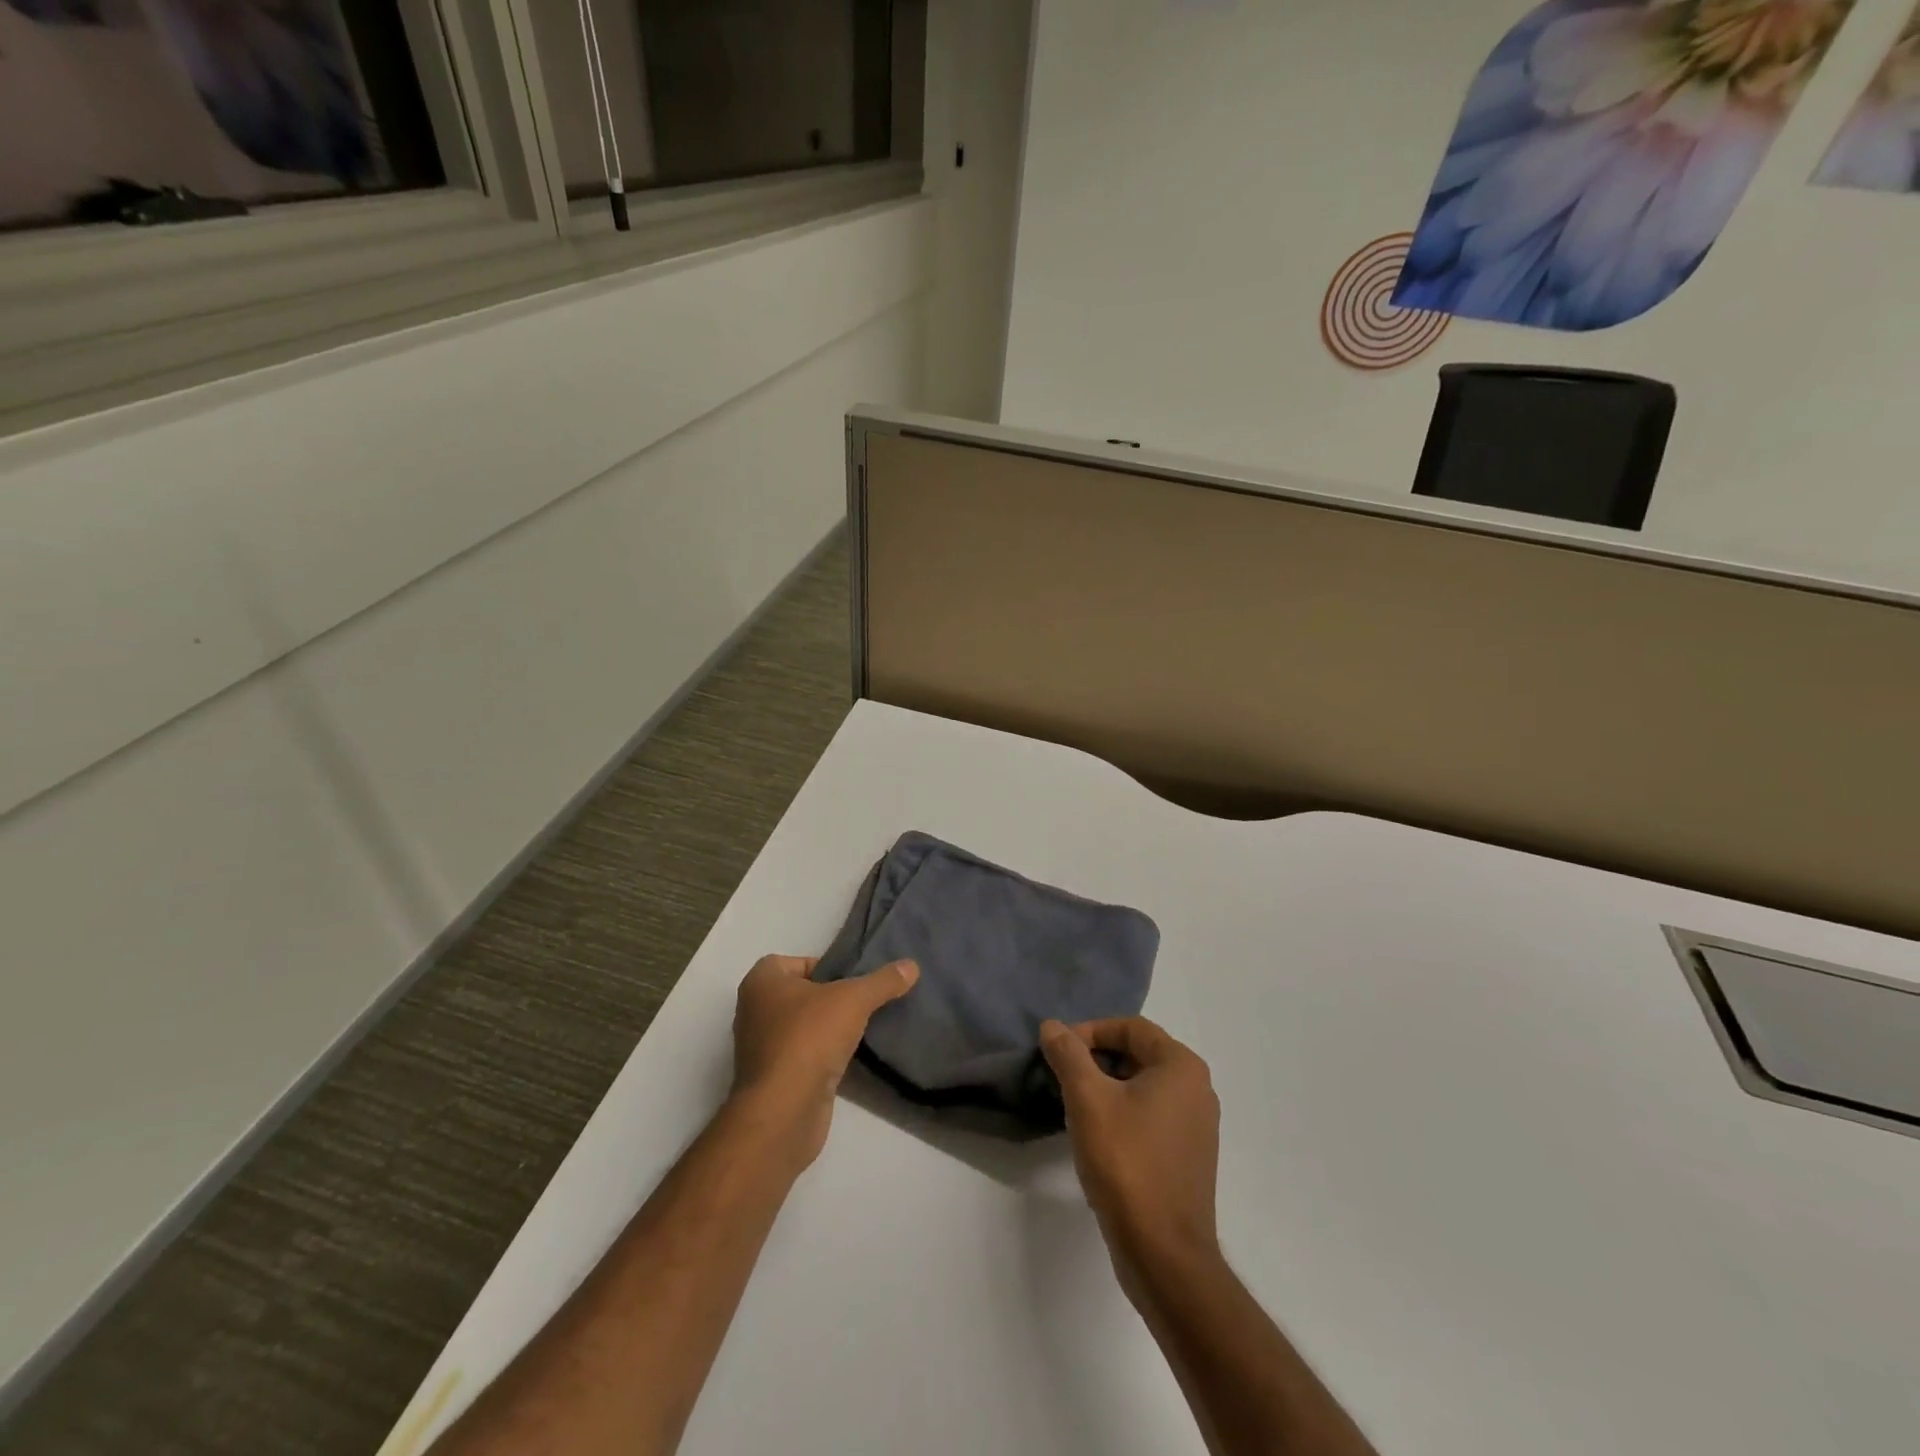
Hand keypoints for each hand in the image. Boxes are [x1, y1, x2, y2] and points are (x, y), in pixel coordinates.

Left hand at [730, 954, 918, 1169]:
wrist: (784, 1111)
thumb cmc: (809, 1037)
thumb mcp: (854, 999)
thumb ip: (883, 981)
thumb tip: (912, 965)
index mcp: (762, 981)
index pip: (799, 961)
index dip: (827, 967)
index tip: (854, 981)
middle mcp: (754, 1010)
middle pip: (803, 994)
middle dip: (832, 999)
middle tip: (863, 1003)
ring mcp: (761, 1047)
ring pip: (803, 1027)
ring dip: (828, 1029)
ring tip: (861, 1030)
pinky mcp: (773, 1079)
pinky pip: (803, 1056)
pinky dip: (823, 1055)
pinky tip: (849, 1058)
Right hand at [1041, 1017, 1221, 1290]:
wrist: (1164, 1254)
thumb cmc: (1127, 1163)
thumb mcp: (1088, 1099)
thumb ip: (1068, 1055)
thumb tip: (1052, 1026)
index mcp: (1181, 1066)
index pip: (1131, 1027)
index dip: (1090, 1031)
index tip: (1058, 1051)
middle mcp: (1197, 1088)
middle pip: (1138, 1053)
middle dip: (1096, 1059)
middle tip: (1062, 1076)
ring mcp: (1197, 1125)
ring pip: (1143, 1086)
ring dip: (1107, 1087)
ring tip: (1074, 1106)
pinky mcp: (1189, 1155)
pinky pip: (1152, 1115)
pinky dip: (1123, 1113)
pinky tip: (1098, 1136)